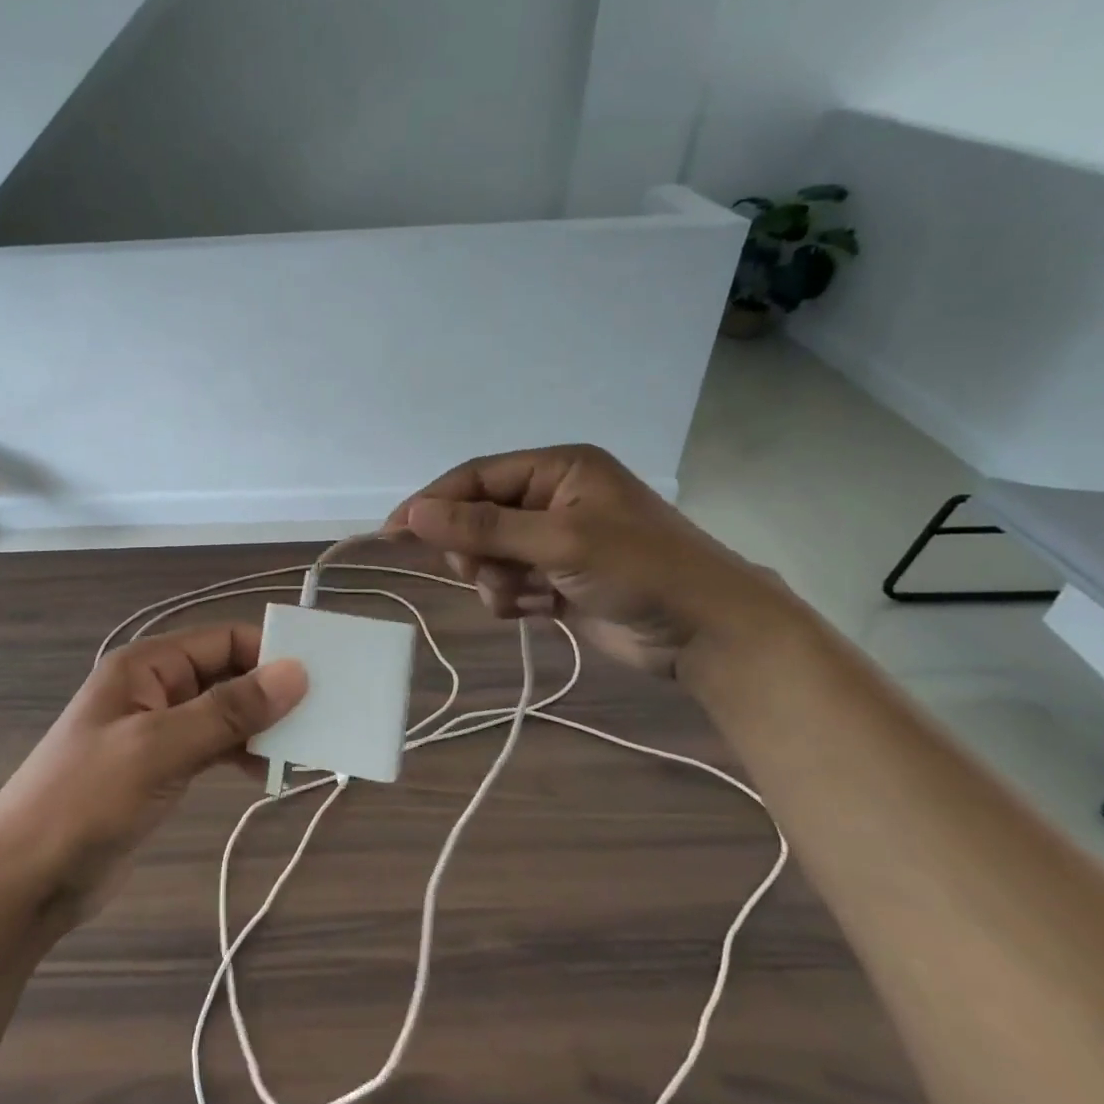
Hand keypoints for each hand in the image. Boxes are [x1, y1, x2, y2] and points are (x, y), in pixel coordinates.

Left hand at [0, 624, 306, 926]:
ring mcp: (156, 730)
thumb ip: (229, 710)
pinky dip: (242, 754)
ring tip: (305, 751)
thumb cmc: (86, 799)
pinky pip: (212, 746)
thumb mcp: (160, 748)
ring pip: (223, 712)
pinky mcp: (160, 769)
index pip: (224, 640)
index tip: (321, 680)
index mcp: (147, 666)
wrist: (24, 880)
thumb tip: (297, 673)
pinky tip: (268, 774)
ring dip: (261, 727)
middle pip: (227, 674)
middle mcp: (154, 688)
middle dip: (271, 693)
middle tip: (324, 718)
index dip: (271, 654)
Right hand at [387, 445, 784, 676]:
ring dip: (493, 579)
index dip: (433, 502)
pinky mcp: (557, 580)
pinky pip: (507, 583)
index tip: (393, 532)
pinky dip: (511, 599)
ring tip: (523, 596)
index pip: (476, 477)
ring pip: (488, 555)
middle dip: (474, 549)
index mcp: (557, 469)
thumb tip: (413, 513)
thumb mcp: (560, 542)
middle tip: (482, 571)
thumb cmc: (641, 570)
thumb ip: (484, 527)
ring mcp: (554, 542)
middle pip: (477, 517)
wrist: (710, 635)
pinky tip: (539, 611)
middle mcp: (552, 498)